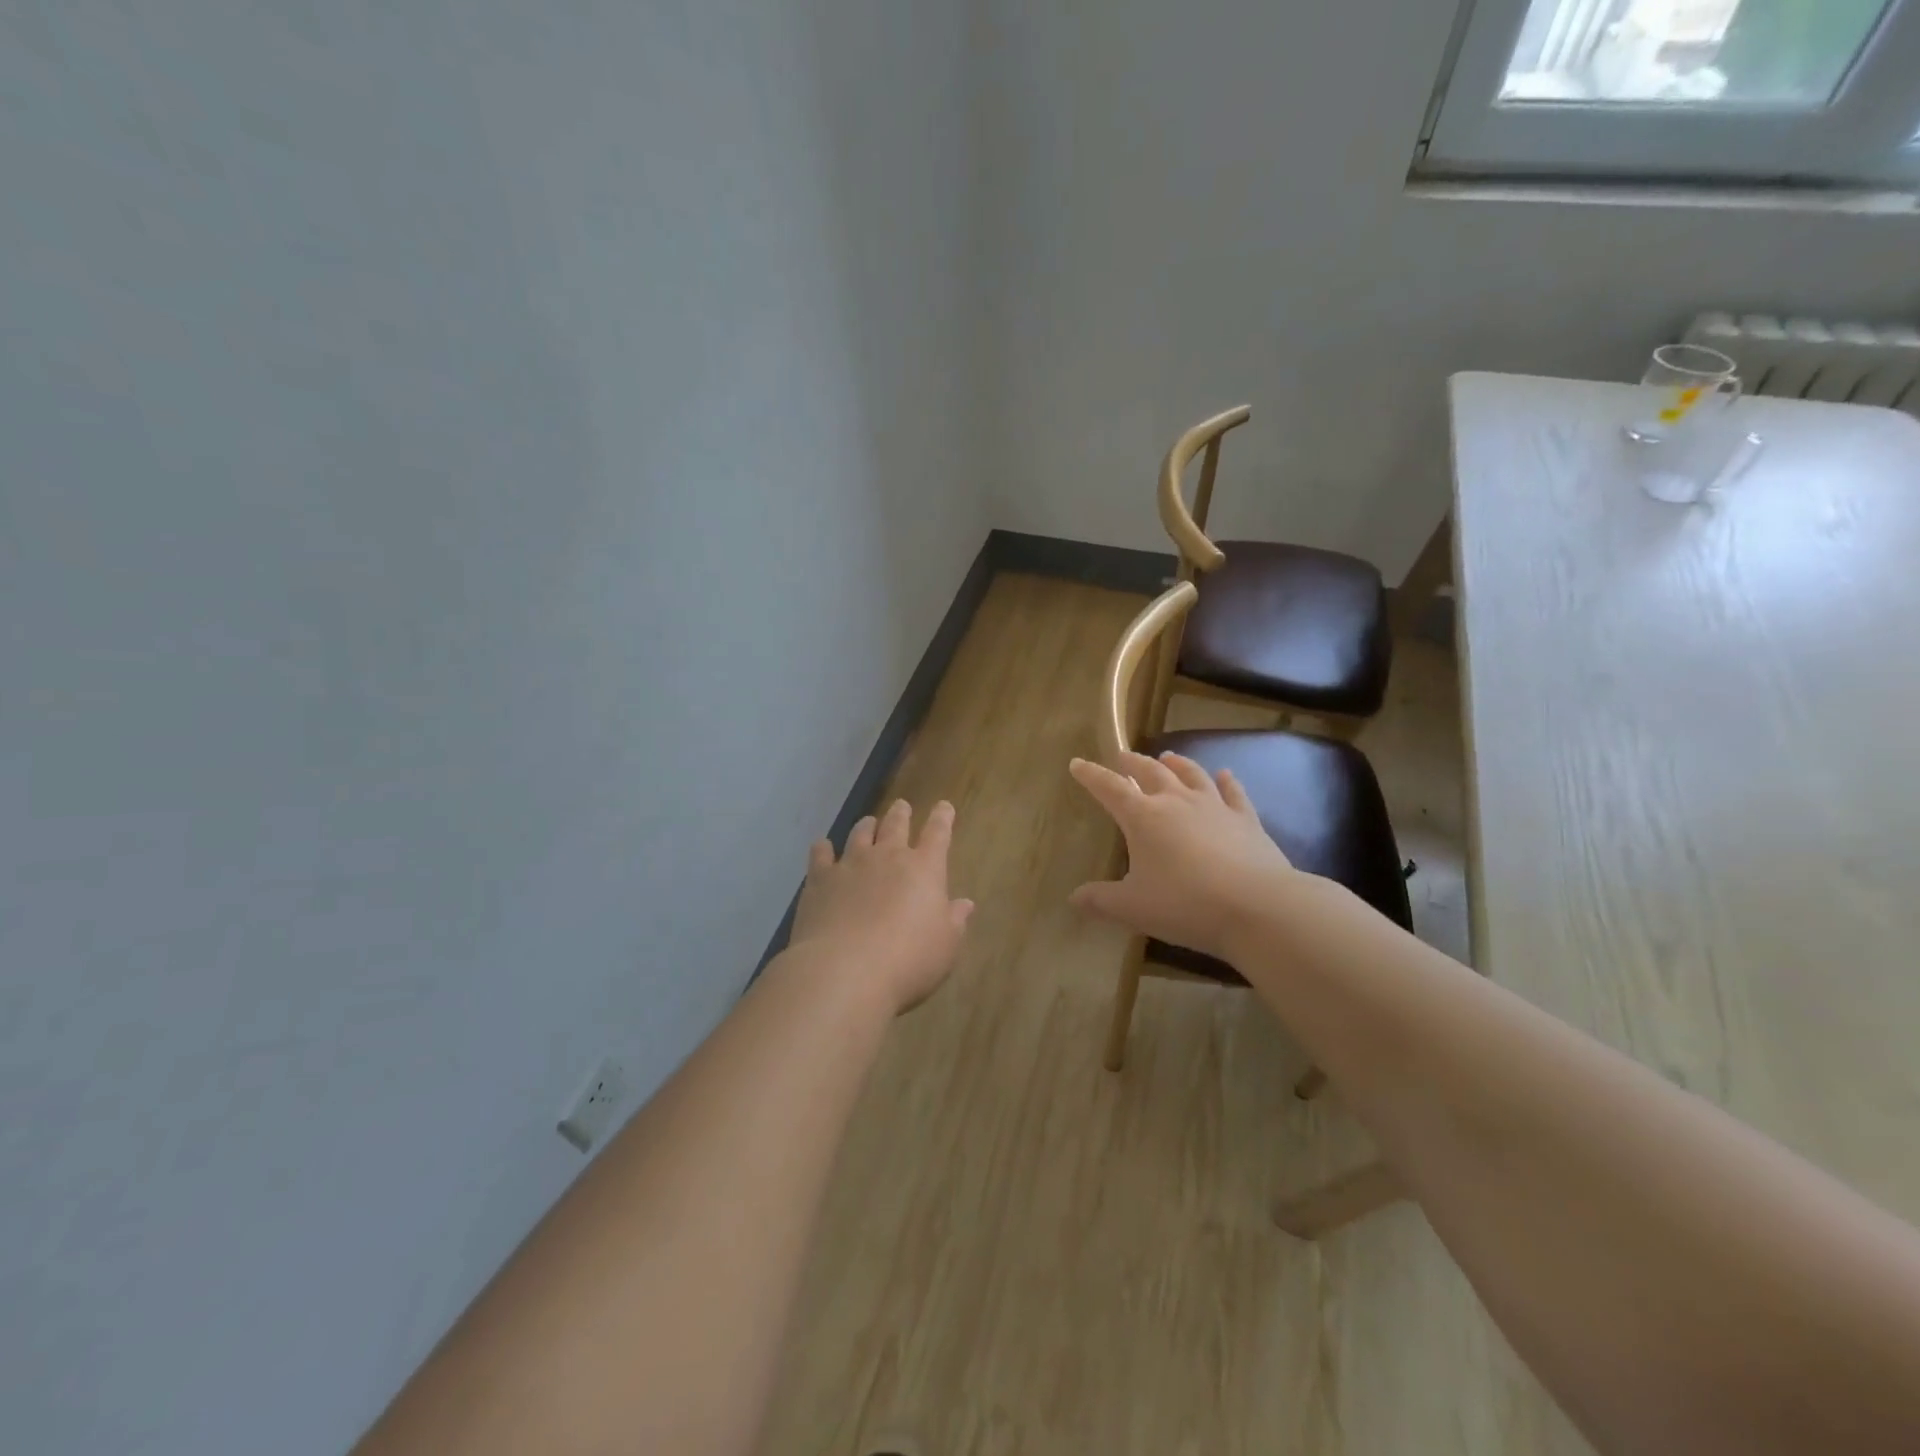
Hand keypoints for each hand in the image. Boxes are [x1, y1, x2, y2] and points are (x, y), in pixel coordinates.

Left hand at [787, 799, 974, 1014]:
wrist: (845, 970)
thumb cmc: (908, 960)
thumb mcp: (946, 946)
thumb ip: (955, 921)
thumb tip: (965, 903)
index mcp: (924, 869)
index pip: (938, 834)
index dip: (943, 818)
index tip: (944, 806)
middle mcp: (887, 857)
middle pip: (896, 825)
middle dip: (901, 814)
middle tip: (902, 806)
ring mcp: (851, 864)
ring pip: (860, 834)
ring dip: (866, 826)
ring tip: (868, 823)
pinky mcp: (820, 879)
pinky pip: (821, 854)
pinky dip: (823, 848)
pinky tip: (822, 847)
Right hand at [1069, 752, 1298, 962]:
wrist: (1257, 906)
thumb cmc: (1185, 904)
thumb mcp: (1133, 908)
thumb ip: (1101, 901)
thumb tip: (1073, 898)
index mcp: (1143, 817)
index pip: (1109, 788)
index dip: (1091, 775)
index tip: (1077, 764)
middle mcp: (1176, 801)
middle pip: (1151, 772)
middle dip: (1133, 763)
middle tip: (1123, 757)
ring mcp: (1214, 807)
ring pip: (1191, 774)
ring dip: (1177, 763)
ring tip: (1168, 756)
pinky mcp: (1246, 819)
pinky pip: (1234, 792)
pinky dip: (1227, 781)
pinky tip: (1225, 774)